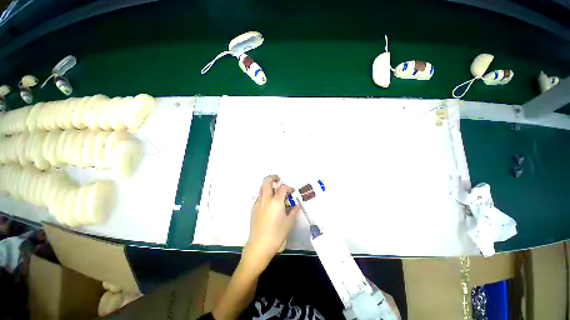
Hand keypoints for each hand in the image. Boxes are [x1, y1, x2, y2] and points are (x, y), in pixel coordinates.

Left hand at [242, 175, 299, 272]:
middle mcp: (265, 199)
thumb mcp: (289, 222)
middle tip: (279, 180)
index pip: (282, 187)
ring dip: (268, 186)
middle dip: (273, 177)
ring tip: (274, 191)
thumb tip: (296, 204)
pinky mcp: (253, 208)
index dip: (288, 187)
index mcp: (276, 202)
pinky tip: (269, 203)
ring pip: (262, 188)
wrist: (259, 245)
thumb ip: (293, 210)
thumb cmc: (277, 234)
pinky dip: (265, 194)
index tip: (291, 192)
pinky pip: (259, 196)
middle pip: (267, 181)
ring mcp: (258, 203)